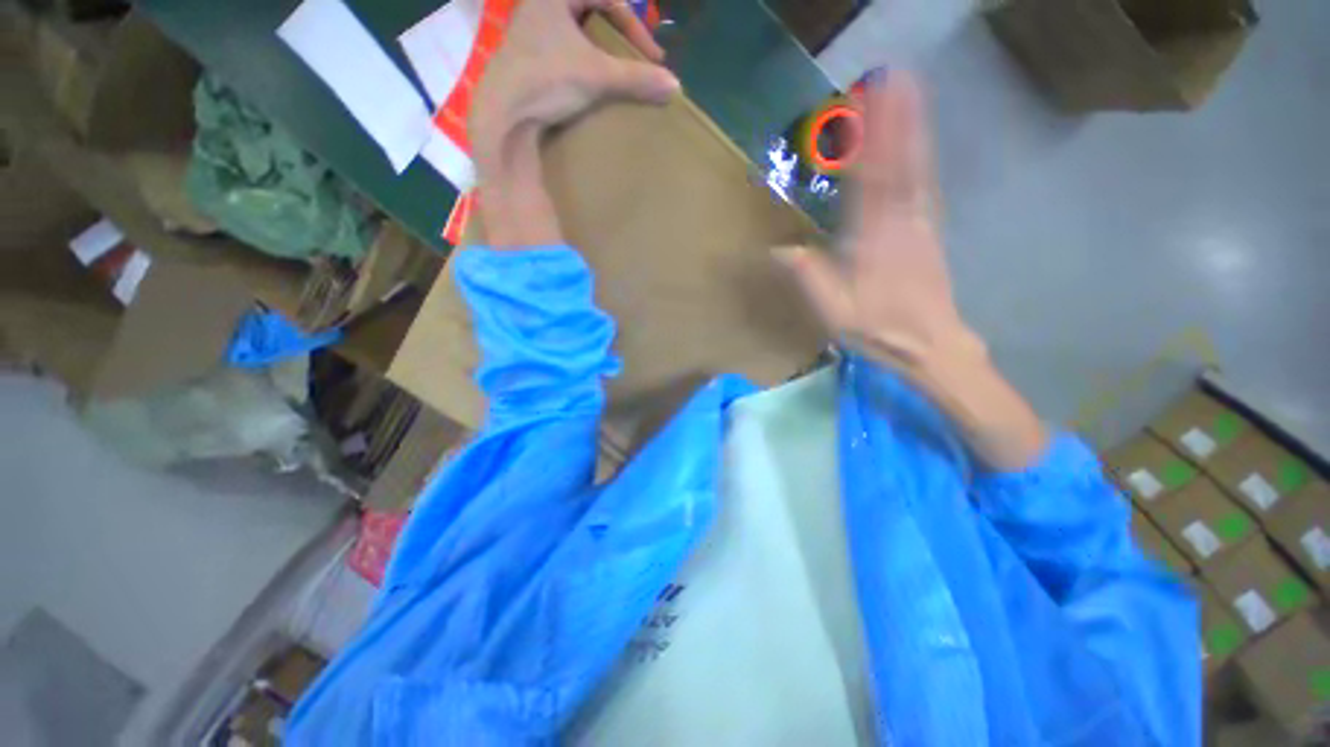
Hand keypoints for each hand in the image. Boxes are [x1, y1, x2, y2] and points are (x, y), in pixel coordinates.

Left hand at [470, 0, 677, 247]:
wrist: (505, 115)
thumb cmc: (548, 81)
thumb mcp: (598, 76)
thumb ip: (637, 79)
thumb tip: (676, 86)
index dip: (637, 29)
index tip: (653, 58)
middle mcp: (540, 5)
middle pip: (592, 10)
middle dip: (619, 34)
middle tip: (636, 57)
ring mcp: (531, 32)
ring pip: (577, 30)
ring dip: (601, 49)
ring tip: (617, 71)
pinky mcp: (528, 57)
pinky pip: (565, 49)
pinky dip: (584, 61)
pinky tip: (592, 82)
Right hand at [777, 75, 1046, 470]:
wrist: (931, 346)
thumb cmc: (879, 330)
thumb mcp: (833, 312)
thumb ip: (808, 278)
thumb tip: (779, 249)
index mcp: (873, 240)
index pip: (871, 180)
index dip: (871, 138)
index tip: (870, 101)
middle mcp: (902, 223)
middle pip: (900, 163)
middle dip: (897, 118)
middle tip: (896, 77)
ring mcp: (921, 225)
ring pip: (917, 170)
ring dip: (913, 130)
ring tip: (910, 95)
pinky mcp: (930, 233)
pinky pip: (925, 187)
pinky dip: (921, 159)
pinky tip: (919, 146)